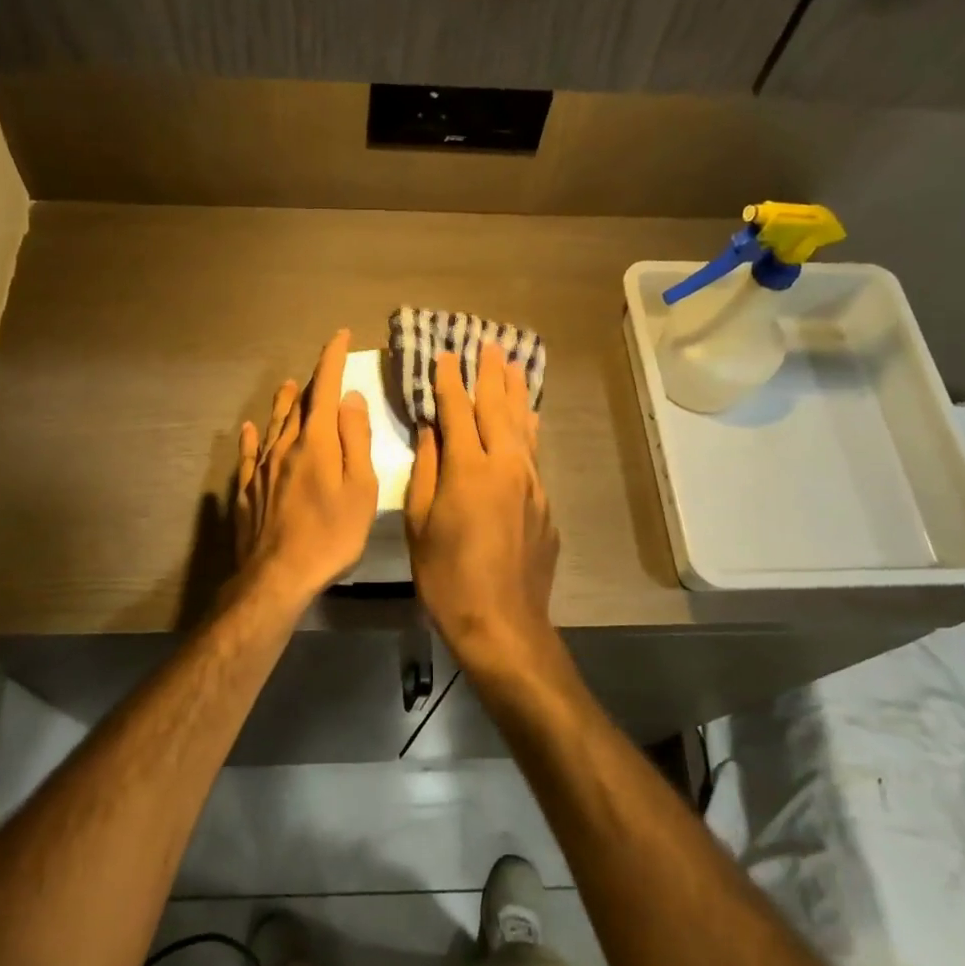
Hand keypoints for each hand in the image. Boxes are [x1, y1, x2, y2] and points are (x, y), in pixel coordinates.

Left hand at [234, 330, 378, 608]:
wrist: (279, 574)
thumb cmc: (331, 534)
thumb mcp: (360, 488)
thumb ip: (355, 439)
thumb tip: (349, 398)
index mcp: (316, 442)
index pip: (325, 388)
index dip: (332, 359)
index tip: (339, 336)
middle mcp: (285, 446)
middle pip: (299, 405)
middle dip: (313, 381)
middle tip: (322, 366)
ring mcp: (262, 469)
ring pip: (273, 425)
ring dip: (283, 403)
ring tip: (288, 386)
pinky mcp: (247, 491)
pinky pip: (248, 455)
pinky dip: (251, 438)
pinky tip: (248, 429)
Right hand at [405, 346, 558, 668]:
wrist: (502, 621)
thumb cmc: (446, 576)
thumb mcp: (419, 523)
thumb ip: (427, 470)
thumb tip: (431, 431)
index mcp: (469, 469)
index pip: (457, 412)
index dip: (449, 382)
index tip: (446, 355)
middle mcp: (506, 466)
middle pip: (498, 409)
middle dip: (490, 375)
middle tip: (488, 345)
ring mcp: (531, 484)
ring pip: (524, 426)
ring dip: (516, 393)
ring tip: (513, 365)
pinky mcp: (545, 503)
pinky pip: (534, 454)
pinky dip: (528, 429)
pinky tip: (529, 419)